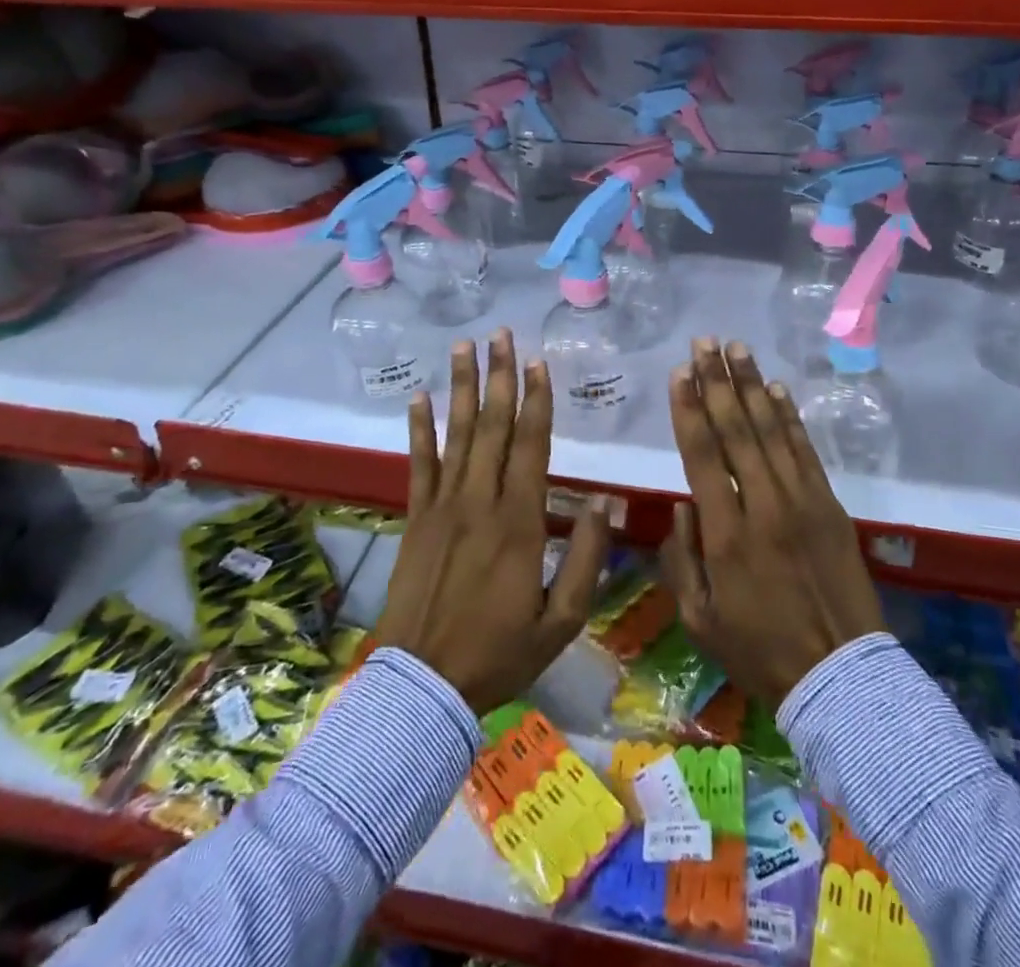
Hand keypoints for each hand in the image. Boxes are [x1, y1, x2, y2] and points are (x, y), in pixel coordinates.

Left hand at [373, 329, 610, 713]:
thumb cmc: (498, 653)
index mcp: (518, 522)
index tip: (538, 362)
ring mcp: (442, 506)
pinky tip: (418, 397)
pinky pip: (417, 464)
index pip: (531, 445)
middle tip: (501, 334)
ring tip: (464, 347)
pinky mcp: (415, 518)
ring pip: (456, 434)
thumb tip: (604, 504)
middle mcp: (479, 501)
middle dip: (498, 376)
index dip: (536, 400)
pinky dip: (418, 429)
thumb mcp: (560, 621)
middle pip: (492, 426)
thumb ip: (585, 560)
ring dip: (461, 387)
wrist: (422, 685)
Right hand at [660, 338, 884, 706]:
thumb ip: (681, 560)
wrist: (840, 676)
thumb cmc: (760, 651)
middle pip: (736, 430)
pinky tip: (776, 388)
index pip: (702, 455)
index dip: (688, 409)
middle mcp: (763, 506)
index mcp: (726, 535)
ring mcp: (802, 501)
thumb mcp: (700, 619)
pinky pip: (806, 450)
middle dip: (717, 381)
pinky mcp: (830, 505)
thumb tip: (683, 506)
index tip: (679, 372)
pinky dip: (790, 416)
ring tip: (737, 348)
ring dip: (752, 385)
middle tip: (705, 342)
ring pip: (771, 430)